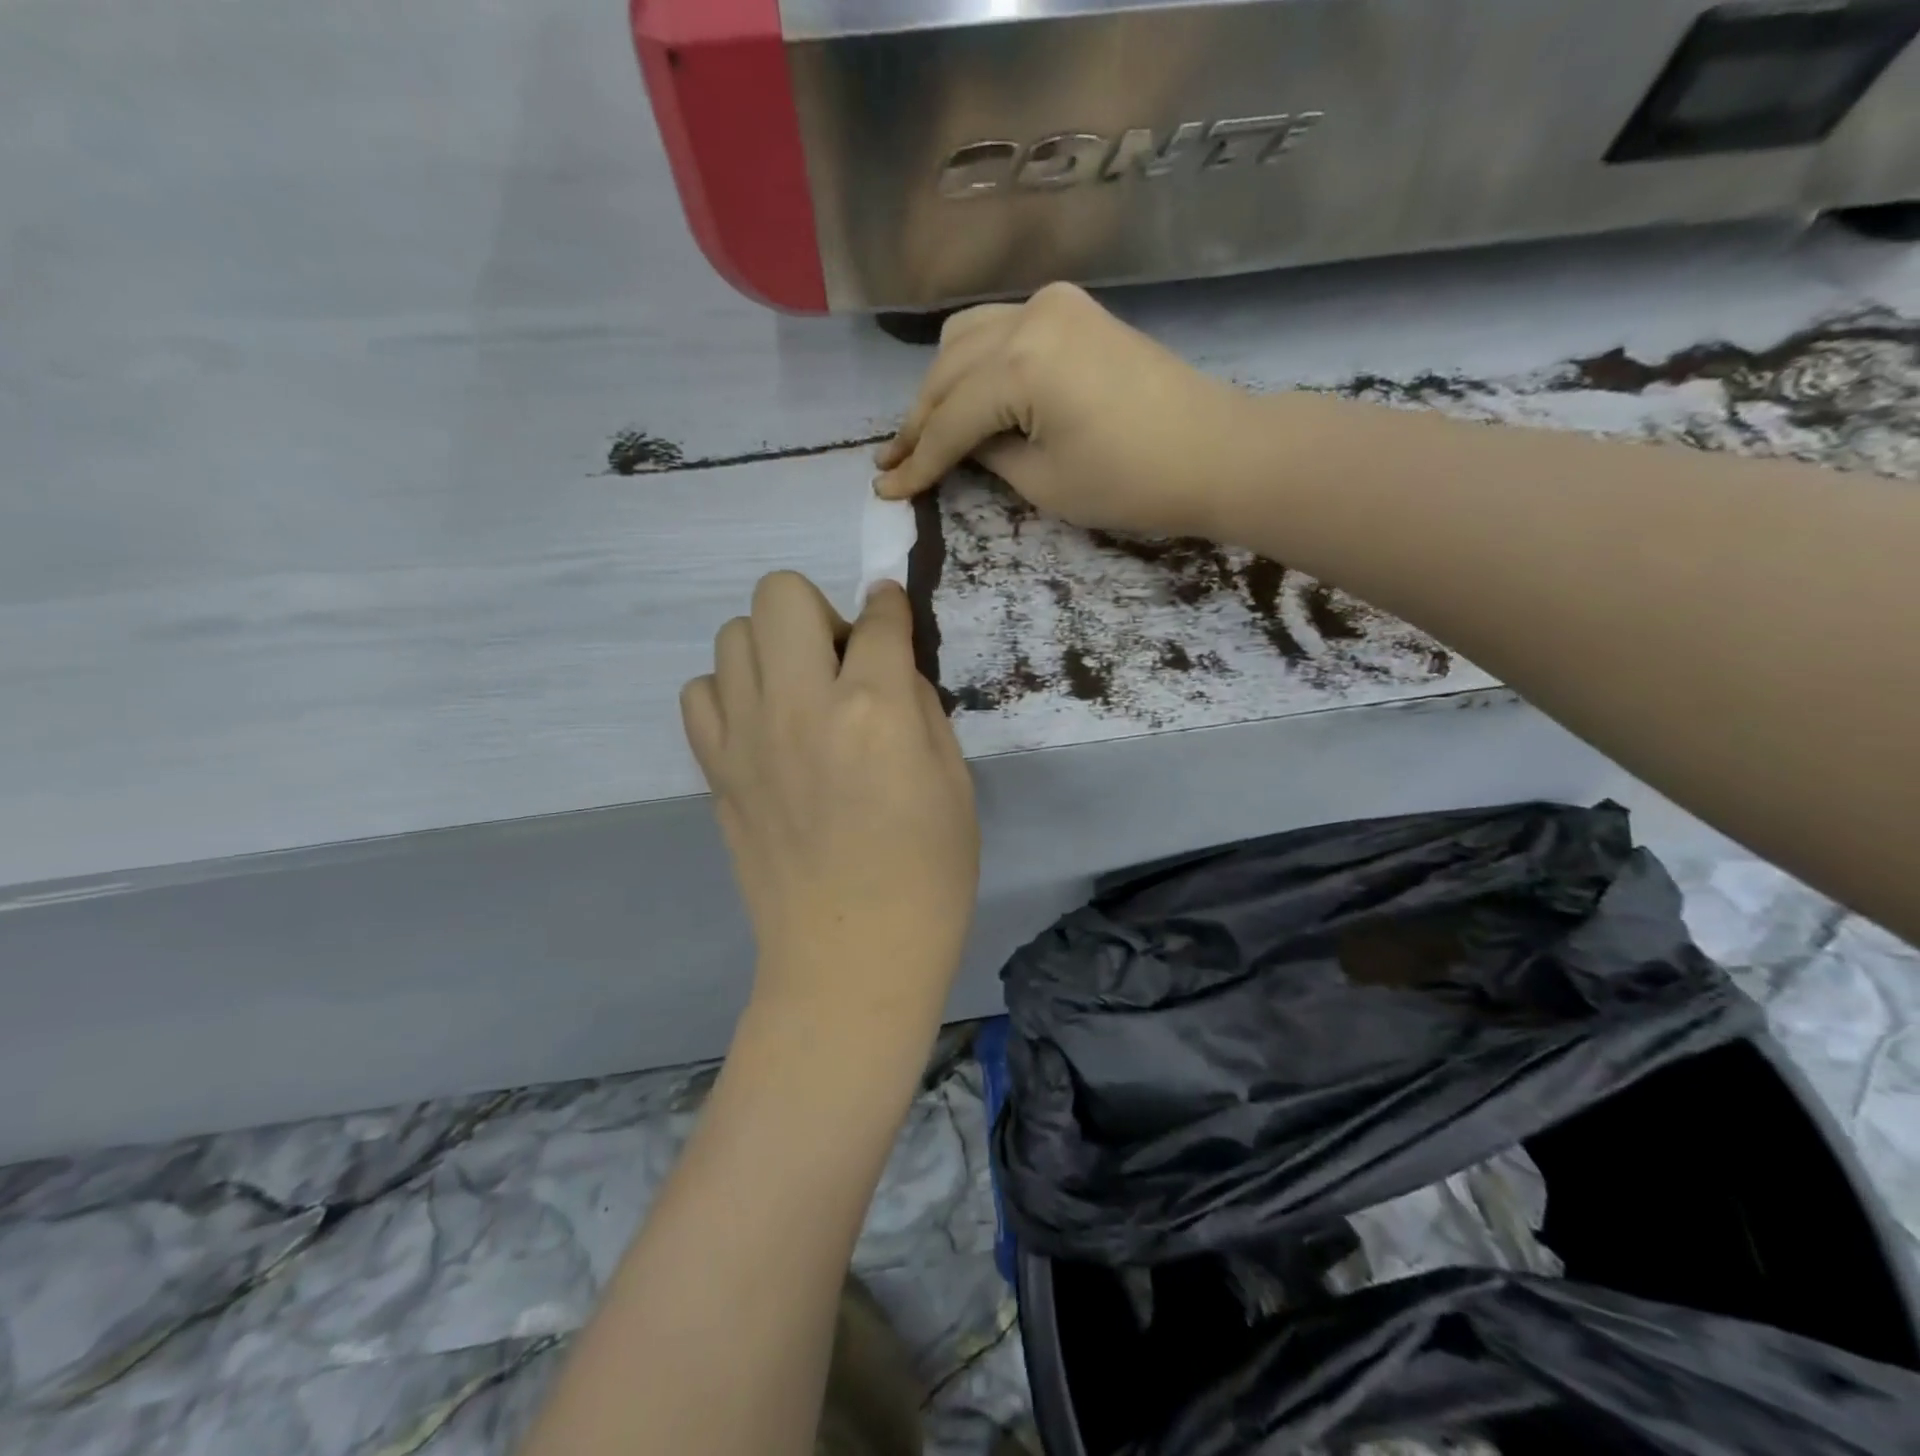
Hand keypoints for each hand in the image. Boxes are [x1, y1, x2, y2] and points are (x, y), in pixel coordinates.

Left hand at [680, 572, 978, 1027]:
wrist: (850, 956)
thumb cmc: (927, 876)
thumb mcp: (954, 781)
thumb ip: (920, 707)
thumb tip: (890, 666)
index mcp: (874, 710)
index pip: (878, 618)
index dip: (890, 605)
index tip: (890, 609)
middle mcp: (802, 706)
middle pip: (780, 593)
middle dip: (818, 611)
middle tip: (841, 664)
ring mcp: (747, 736)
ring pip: (732, 634)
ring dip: (773, 649)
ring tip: (800, 696)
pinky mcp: (715, 768)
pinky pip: (701, 692)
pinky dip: (732, 692)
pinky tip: (764, 726)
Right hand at [874, 282, 1269, 539]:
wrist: (1215, 452)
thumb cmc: (1132, 482)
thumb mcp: (1043, 483)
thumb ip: (986, 455)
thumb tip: (958, 445)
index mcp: (1021, 363)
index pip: (949, 420)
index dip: (916, 462)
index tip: (884, 490)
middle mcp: (1028, 316)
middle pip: (948, 372)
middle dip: (918, 422)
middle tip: (892, 464)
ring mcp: (1053, 304)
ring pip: (967, 339)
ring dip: (939, 387)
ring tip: (922, 433)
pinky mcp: (1073, 310)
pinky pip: (1000, 329)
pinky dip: (974, 363)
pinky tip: (963, 394)